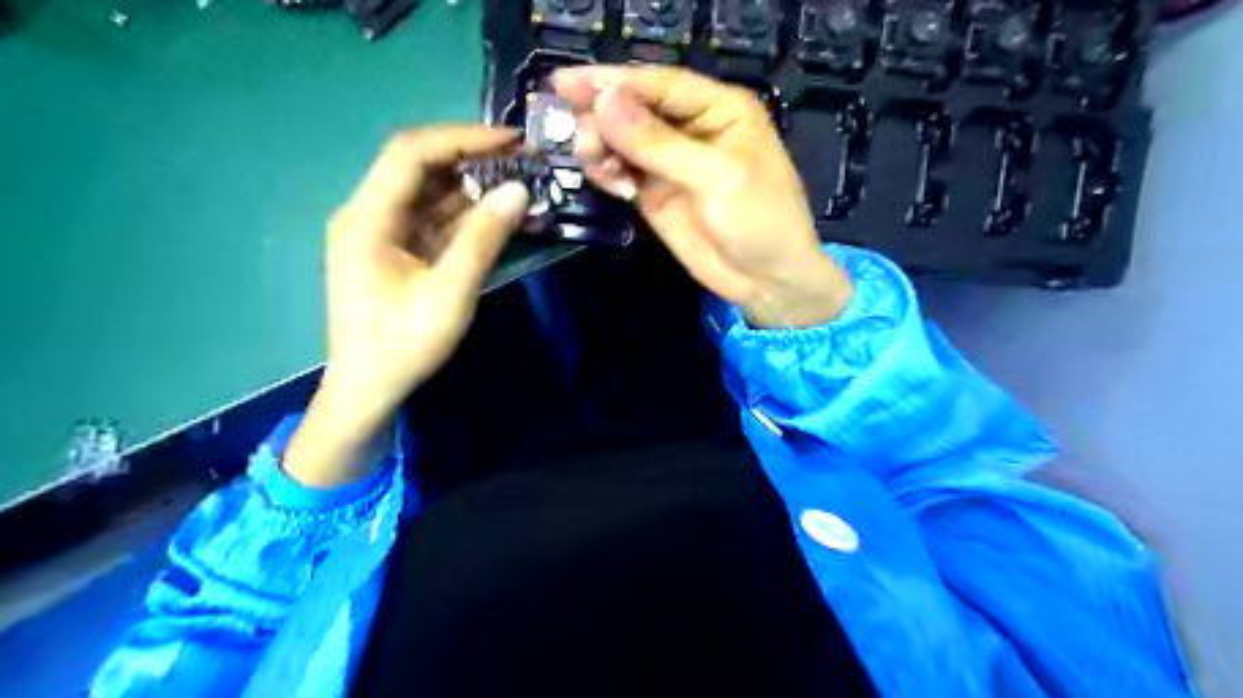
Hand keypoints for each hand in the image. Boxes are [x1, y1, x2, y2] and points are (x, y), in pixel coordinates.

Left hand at [286, 124, 528, 484]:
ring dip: (471, 187)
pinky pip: (432, 220)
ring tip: (518, 183)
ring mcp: (381, 232)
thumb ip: (483, 239)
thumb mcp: (450, 293)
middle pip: (419, 167)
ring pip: (428, 193)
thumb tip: (518, 191)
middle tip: (521, 160)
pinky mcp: (395, 251)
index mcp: (367, 217)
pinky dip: (464, 215)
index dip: (462, 138)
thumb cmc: (403, 344)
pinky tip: (496, 214)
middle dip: (470, 159)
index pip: (411, 154)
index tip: (511, 140)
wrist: (369, 389)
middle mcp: (368, 214)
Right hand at [556, 66, 854, 325]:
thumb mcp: (716, 178)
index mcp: (718, 108)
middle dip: (600, 116)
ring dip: (599, 146)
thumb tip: (604, 103)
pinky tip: (612, 185)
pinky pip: (620, 170)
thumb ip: (659, 144)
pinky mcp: (654, 192)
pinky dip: (606, 172)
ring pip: (620, 139)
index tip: (564, 83)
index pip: (658, 84)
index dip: (612, 81)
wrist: (767, 279)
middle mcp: (690, 128)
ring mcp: (669, 161)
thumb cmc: (760, 221)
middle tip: (576, 135)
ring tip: (596, 165)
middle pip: (633, 107)